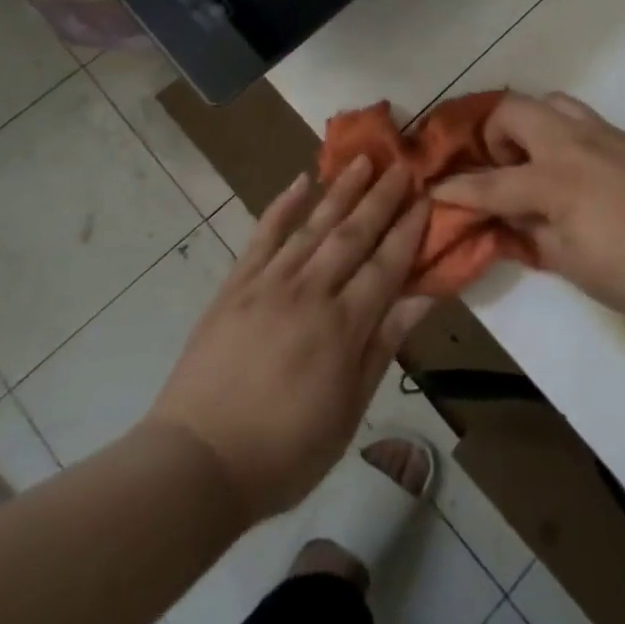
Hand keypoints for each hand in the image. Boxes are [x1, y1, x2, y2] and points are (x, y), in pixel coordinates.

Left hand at [145, 158, 432, 522]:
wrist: (197, 463)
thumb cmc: (284, 450)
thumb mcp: (348, 411)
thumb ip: (384, 346)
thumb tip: (423, 298)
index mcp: (343, 327)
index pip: (386, 265)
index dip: (409, 229)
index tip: (426, 197)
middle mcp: (311, 292)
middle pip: (353, 234)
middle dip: (381, 197)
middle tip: (401, 164)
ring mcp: (270, 283)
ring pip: (314, 224)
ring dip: (340, 190)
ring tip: (362, 160)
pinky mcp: (236, 284)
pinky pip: (263, 234)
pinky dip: (282, 205)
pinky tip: (299, 181)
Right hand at [433, 93, 624, 325]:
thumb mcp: (568, 261)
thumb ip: (528, 230)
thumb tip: (505, 213)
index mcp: (555, 180)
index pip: (491, 183)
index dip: (457, 190)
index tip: (434, 190)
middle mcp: (572, 143)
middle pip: (513, 110)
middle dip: (492, 135)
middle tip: (500, 169)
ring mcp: (601, 133)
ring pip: (549, 102)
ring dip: (528, 124)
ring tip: (533, 162)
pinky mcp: (623, 137)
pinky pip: (577, 115)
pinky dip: (558, 129)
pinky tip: (569, 167)